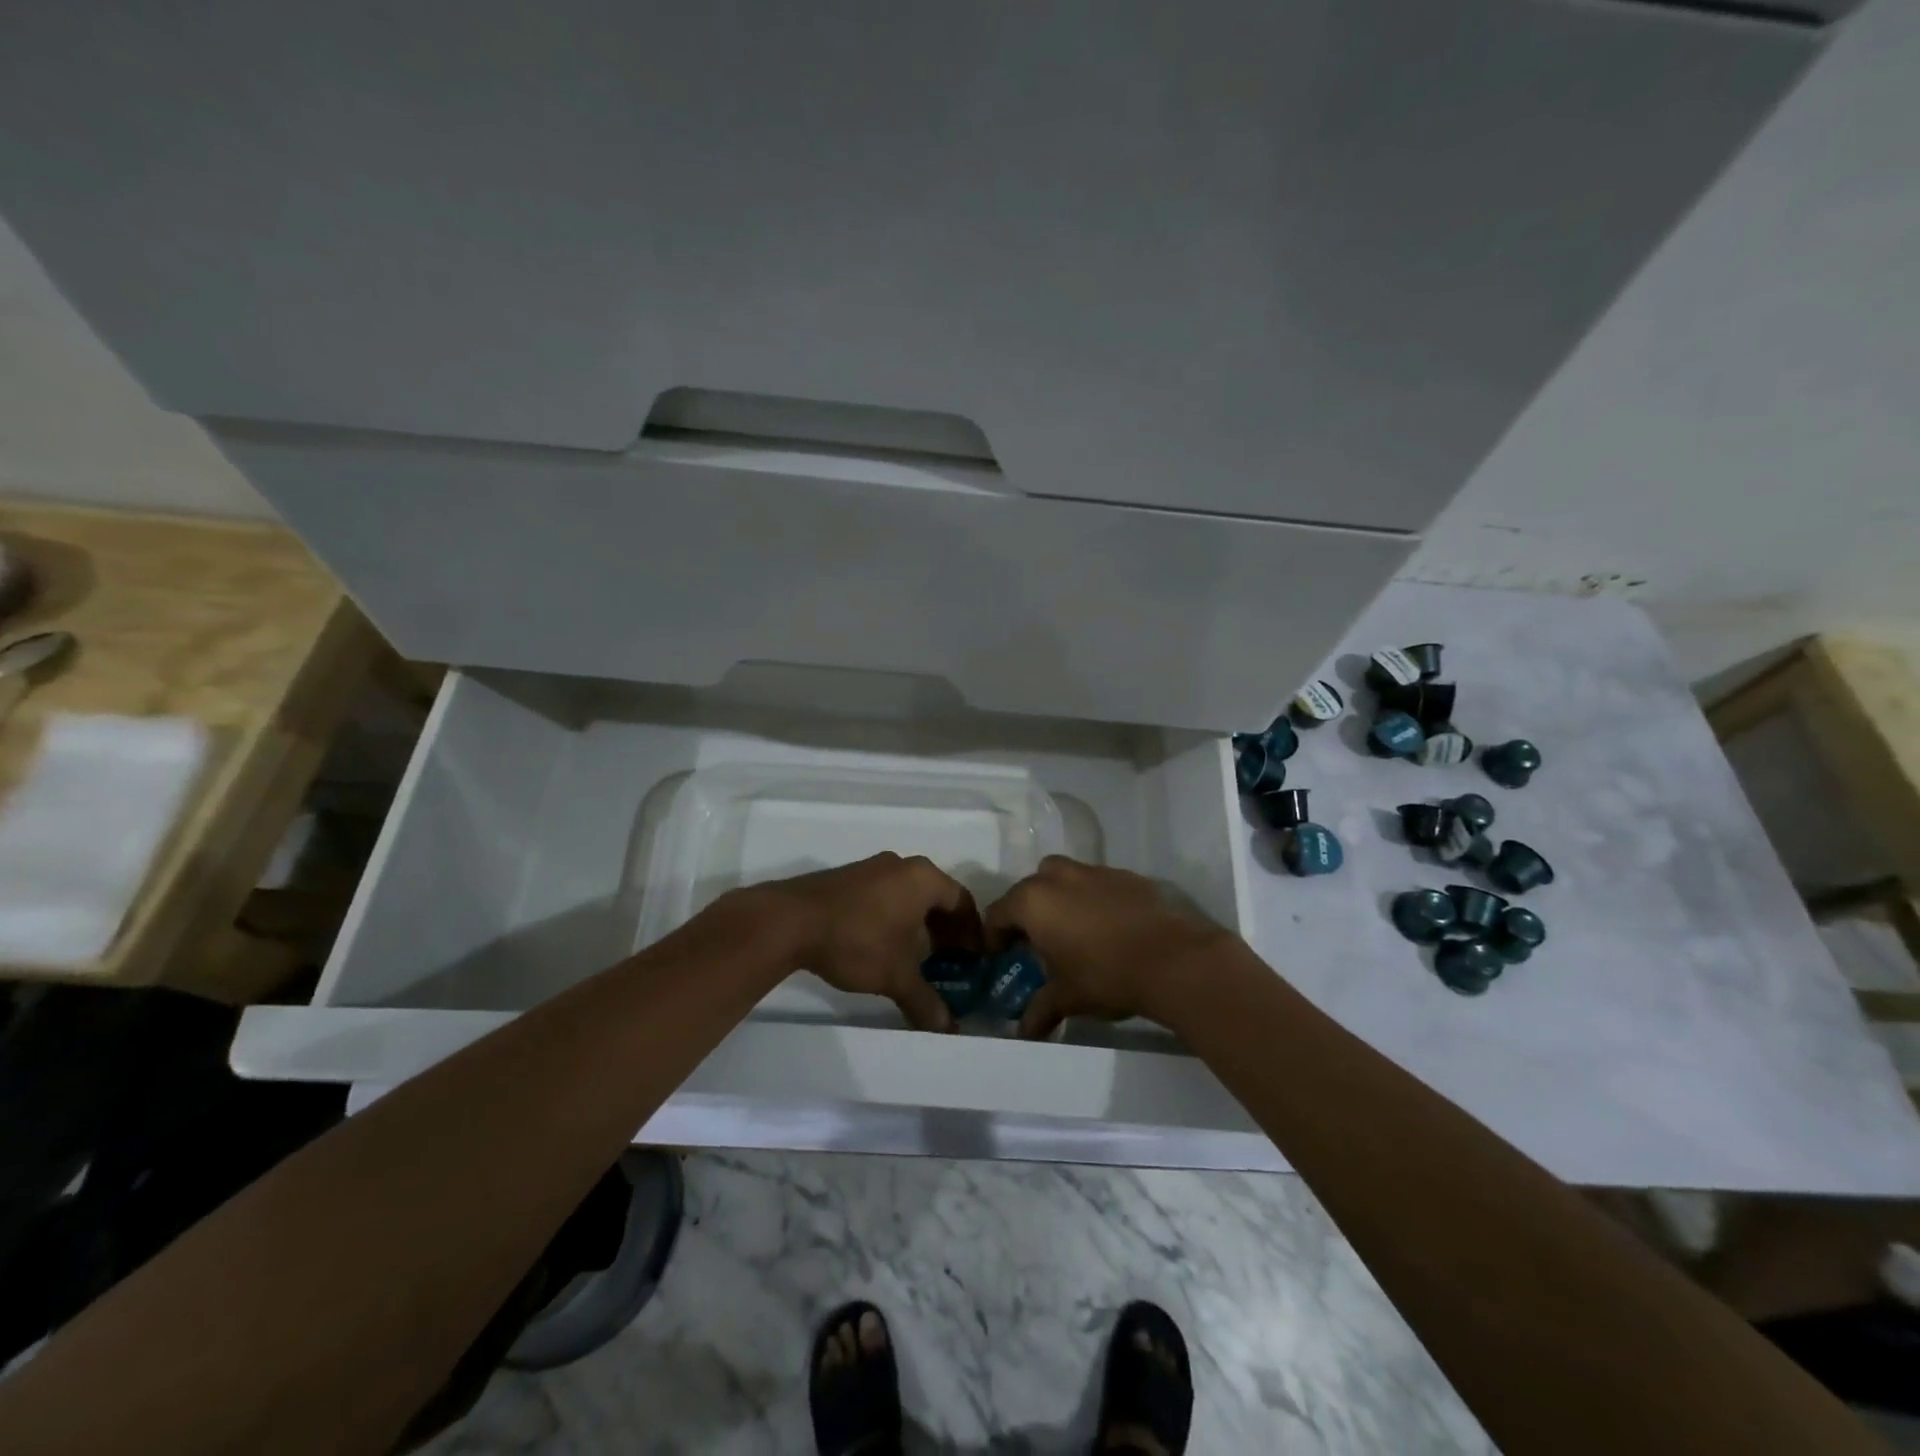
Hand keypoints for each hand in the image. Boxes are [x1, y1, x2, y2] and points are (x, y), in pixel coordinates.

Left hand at [754, 853, 977, 1031]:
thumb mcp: (896, 975)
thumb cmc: (857, 940)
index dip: (972, 931)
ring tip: (918, 958)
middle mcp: (902, 865)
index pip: (963, 901)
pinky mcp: (848, 878)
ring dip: (919, 924)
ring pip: (909, 895)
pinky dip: (895, 918)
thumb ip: (925, 1001)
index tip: (975, 958)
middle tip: (951, 961)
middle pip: (937, 896)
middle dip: (946, 929)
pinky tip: (885, 945)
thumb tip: (948, 1029)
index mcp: (924, 878)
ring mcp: (872, 868)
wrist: (790, 921)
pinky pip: (886, 895)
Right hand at [984, 857, 1233, 1038]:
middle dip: (1027, 913)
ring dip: (1058, 898)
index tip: (1001, 956)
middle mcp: (1058, 877)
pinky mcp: (1125, 875)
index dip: (995, 936)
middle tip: (1035, 942)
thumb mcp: (1067, 997)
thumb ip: (1040, 1010)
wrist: (1171, 959)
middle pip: (1028, 888)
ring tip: (1072, 930)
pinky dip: (1092, 898)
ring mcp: (1093, 871)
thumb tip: (1024, 1034)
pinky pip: (1096, 882)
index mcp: (1033, 902)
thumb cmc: (1105, 976)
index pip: (998, 913)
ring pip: (1062, 877)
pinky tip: (1107, 926)